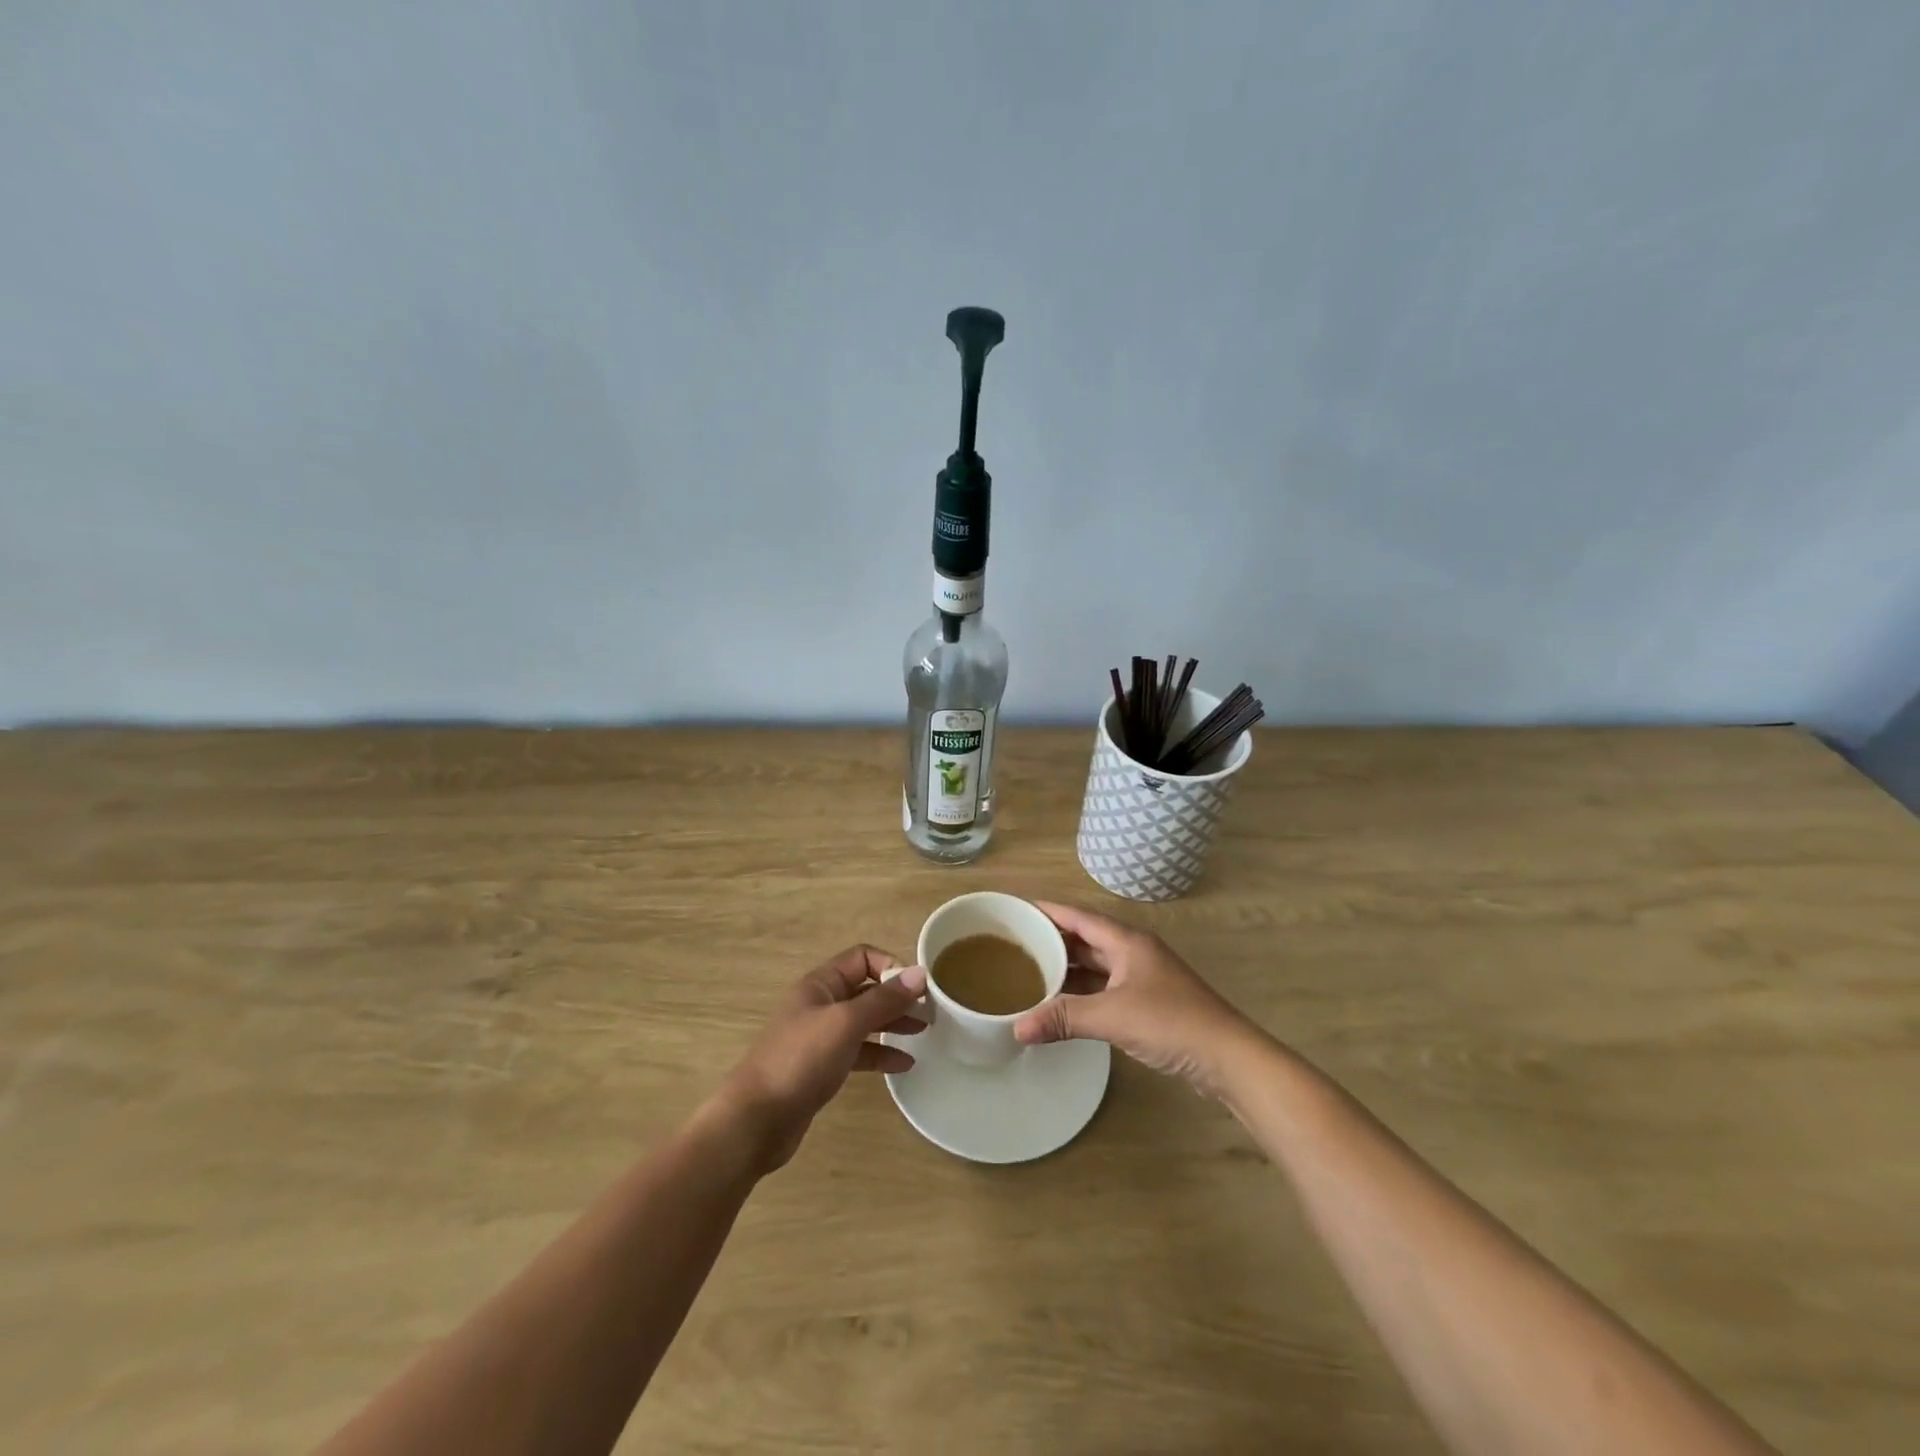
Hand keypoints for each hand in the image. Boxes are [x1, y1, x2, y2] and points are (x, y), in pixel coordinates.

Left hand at [716, 946, 927, 1172]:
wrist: (756, 1121)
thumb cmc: (800, 1060)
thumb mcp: (846, 1023)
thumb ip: (884, 999)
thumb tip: (920, 973)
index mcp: (821, 984)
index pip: (862, 958)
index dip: (891, 966)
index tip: (918, 987)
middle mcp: (820, 1004)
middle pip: (866, 989)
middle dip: (898, 996)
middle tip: (931, 1011)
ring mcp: (820, 1037)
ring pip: (864, 1021)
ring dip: (893, 1023)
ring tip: (925, 1032)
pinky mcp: (822, 1068)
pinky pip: (858, 1051)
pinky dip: (880, 1054)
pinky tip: (904, 1064)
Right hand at [1013, 901, 1260, 1096]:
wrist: (1228, 1057)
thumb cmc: (1171, 1022)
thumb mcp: (1112, 1017)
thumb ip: (1064, 1018)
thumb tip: (1017, 1027)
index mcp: (1127, 941)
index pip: (1079, 917)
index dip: (1048, 911)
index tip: (1017, 910)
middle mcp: (1134, 952)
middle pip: (1086, 938)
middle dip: (1053, 940)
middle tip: (1015, 945)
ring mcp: (1144, 978)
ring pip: (1097, 965)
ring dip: (1068, 968)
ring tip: (1031, 973)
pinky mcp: (1150, 1003)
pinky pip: (1105, 987)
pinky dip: (1083, 992)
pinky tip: (1063, 1004)